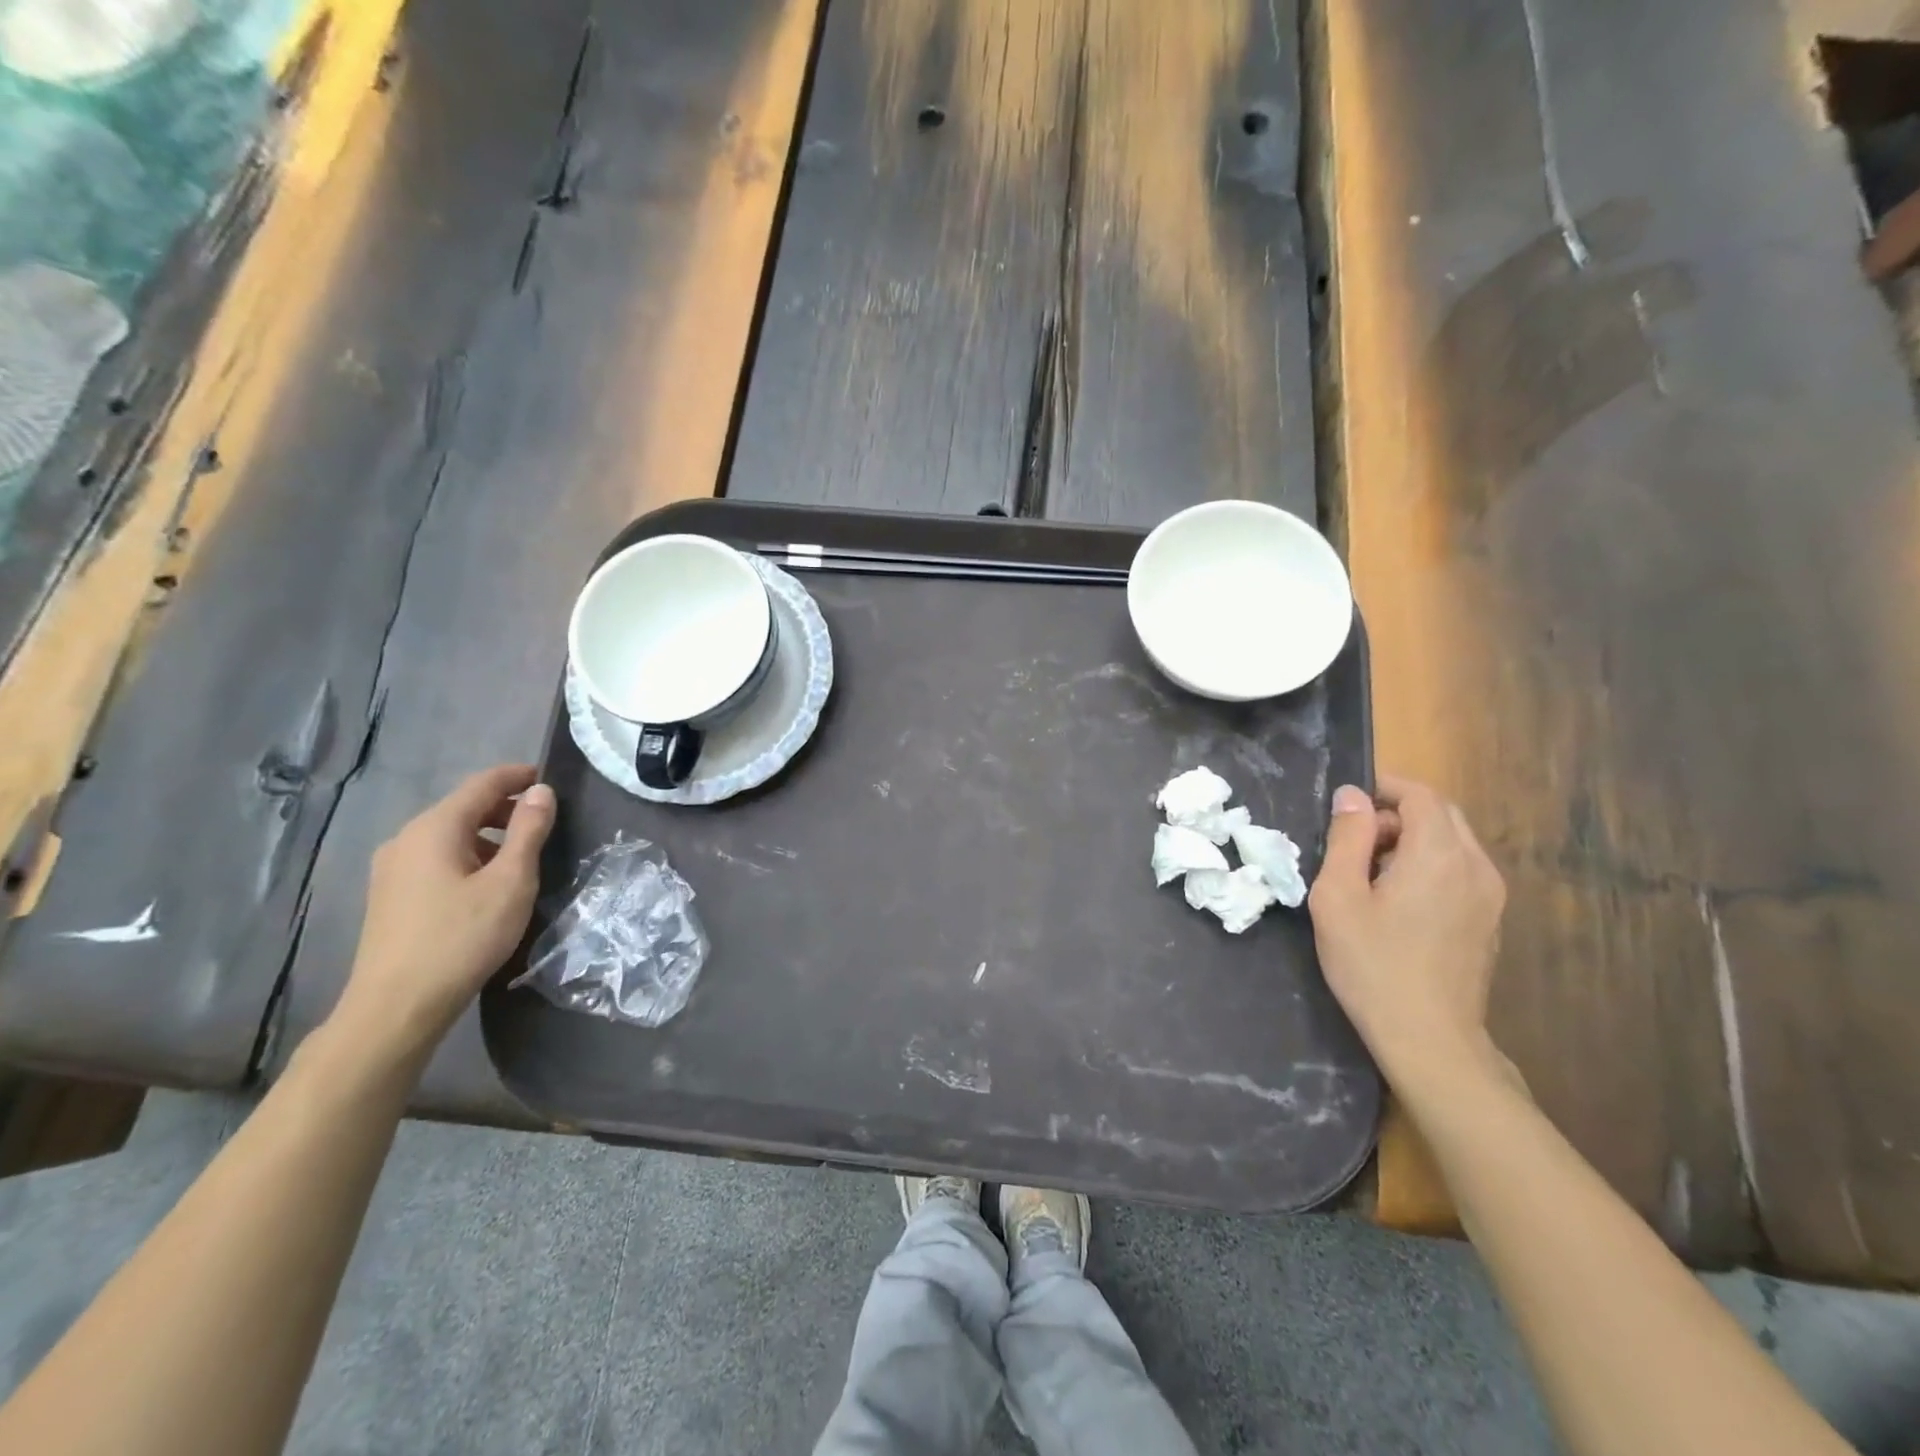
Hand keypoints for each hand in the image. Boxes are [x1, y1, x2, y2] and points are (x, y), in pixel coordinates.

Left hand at [333, 764, 555, 1062]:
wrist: (397, 1006)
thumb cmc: (462, 937)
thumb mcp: (510, 882)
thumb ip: (528, 831)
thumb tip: (541, 792)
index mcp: (434, 829)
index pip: (481, 784)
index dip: (516, 776)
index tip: (547, 778)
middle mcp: (406, 839)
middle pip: (462, 807)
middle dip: (504, 807)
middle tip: (543, 820)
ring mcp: (392, 869)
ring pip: (448, 835)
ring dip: (486, 835)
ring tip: (520, 856)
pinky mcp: (389, 895)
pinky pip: (435, 858)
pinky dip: (466, 856)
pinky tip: (485, 884)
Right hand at [1308, 775, 1506, 1088]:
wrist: (1429, 1038)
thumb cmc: (1372, 963)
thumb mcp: (1338, 896)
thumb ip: (1346, 838)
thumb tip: (1351, 796)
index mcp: (1439, 854)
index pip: (1421, 795)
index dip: (1384, 787)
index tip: (1348, 802)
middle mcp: (1476, 866)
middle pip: (1442, 814)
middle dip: (1397, 813)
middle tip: (1355, 840)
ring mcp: (1491, 896)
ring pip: (1454, 842)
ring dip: (1414, 839)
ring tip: (1372, 872)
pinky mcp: (1491, 920)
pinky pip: (1462, 870)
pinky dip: (1431, 865)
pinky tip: (1400, 901)